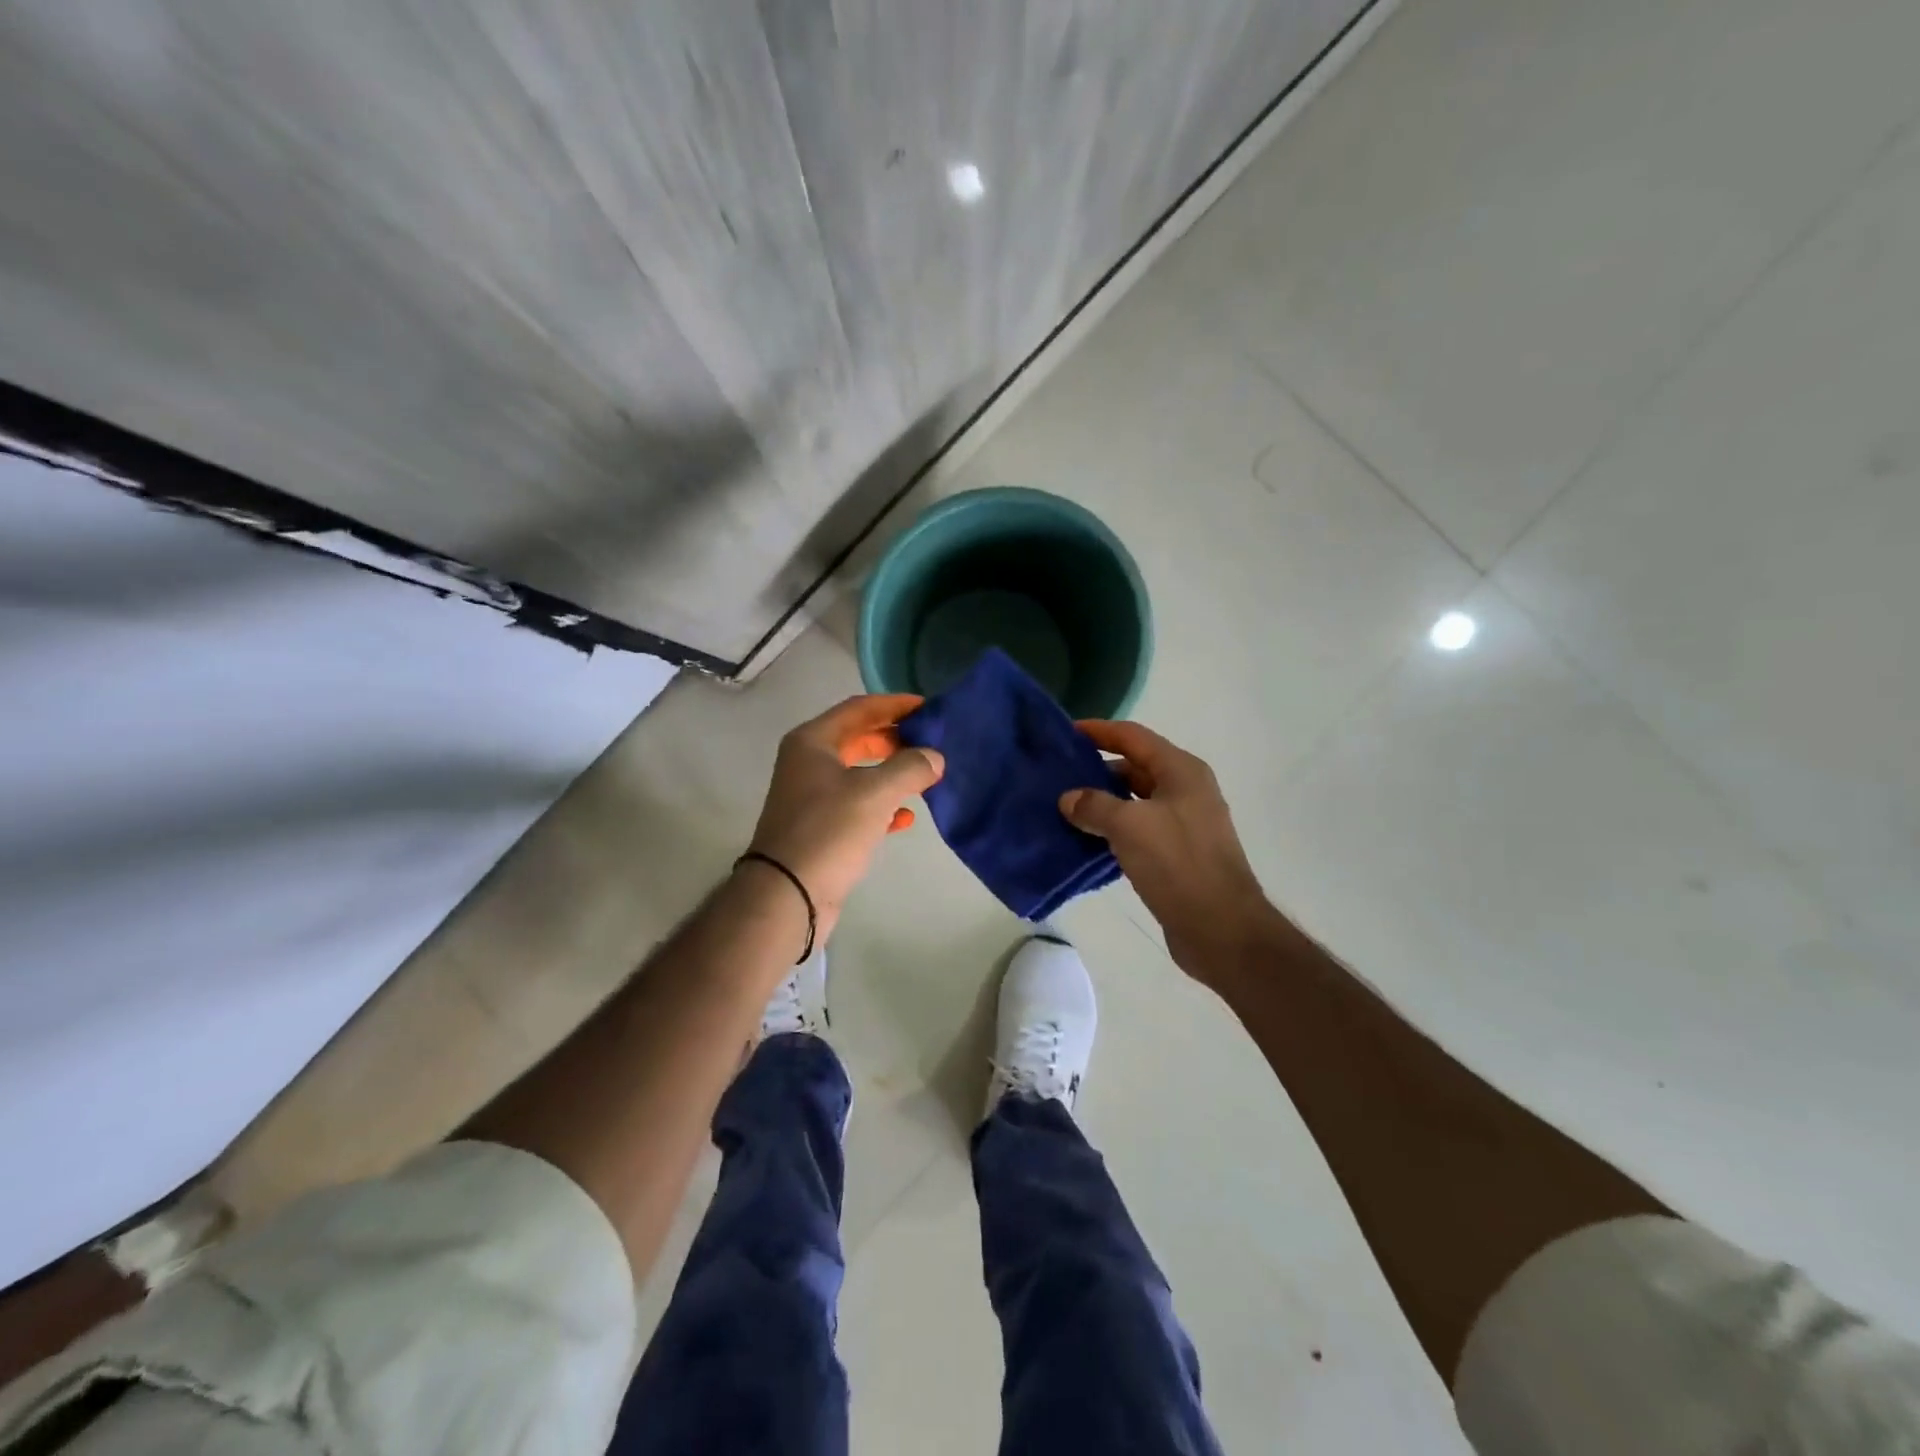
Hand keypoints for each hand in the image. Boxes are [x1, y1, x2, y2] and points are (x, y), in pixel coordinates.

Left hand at [747, 694, 944, 941]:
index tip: (929, 708)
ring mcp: (812, 796)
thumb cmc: (828, 831)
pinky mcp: (820, 827)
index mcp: (813, 742)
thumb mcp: (874, 793)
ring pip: (861, 773)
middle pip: (859, 738)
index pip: (860, 708)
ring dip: (892, 773)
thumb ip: (910, 768)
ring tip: (927, 777)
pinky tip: (906, 818)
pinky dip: (882, 806)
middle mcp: (808, 762)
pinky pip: (857, 805)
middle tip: (931, 743)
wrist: (787, 894)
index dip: (895, 705)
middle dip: (896, 740)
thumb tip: (934, 758)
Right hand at [1060, 721, 1280, 983]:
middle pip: (1134, 768)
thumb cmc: (1178, 863)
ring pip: (1133, 802)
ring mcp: (1182, 824)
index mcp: (1181, 771)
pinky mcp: (1175, 855)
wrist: (1221, 928)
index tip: (1065, 733)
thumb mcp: (1129, 826)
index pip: (1133, 737)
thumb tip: (1068, 799)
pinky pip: (1136, 831)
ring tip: (1063, 808)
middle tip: (1057, 776)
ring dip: (1101, 804)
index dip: (1099, 731)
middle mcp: (1184, 791)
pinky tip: (1084, 841)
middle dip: (1096, 769)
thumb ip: (1094, 806)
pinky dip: (1111, 832)